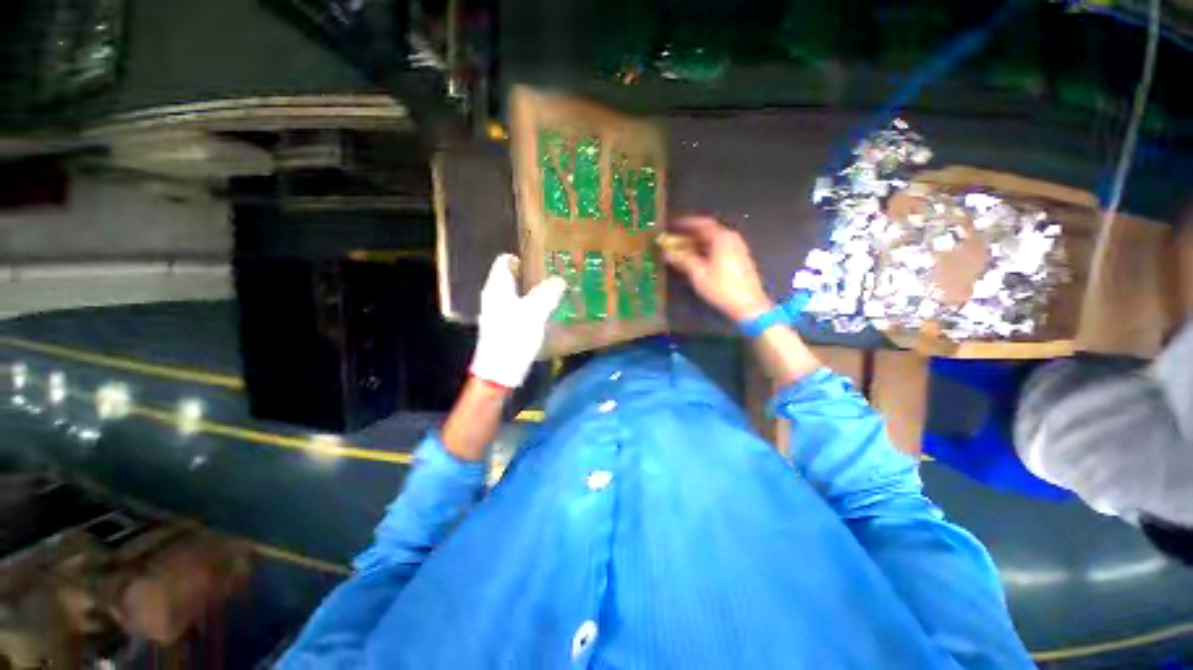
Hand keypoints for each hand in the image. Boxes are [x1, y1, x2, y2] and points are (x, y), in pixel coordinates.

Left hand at [470, 254, 566, 388]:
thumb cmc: (514, 336)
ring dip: (535, 292)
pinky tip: (548, 312)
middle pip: (513, 277)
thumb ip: (547, 293)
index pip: (505, 261)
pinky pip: (521, 309)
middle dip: (533, 275)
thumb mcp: (534, 312)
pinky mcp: (505, 326)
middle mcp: (495, 296)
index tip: (543, 259)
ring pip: (518, 294)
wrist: (499, 371)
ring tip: (557, 292)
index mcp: (497, 287)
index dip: (523, 257)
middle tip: (555, 275)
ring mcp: (499, 312)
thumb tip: (559, 279)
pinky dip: (533, 306)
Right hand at [663, 215, 773, 321]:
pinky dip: (706, 249)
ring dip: (698, 242)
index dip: (685, 223)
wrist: (748, 305)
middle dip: (690, 233)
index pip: (701, 223)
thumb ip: (682, 260)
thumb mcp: (698, 274)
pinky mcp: (740, 258)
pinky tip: (697, 258)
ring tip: (683, 248)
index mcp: (722, 238)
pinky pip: (719, 247)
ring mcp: (738, 248)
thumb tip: (667, 253)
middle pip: (708, 230)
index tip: (672, 225)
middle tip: (675, 238)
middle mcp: (731, 238)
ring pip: (714, 239)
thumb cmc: (722, 288)